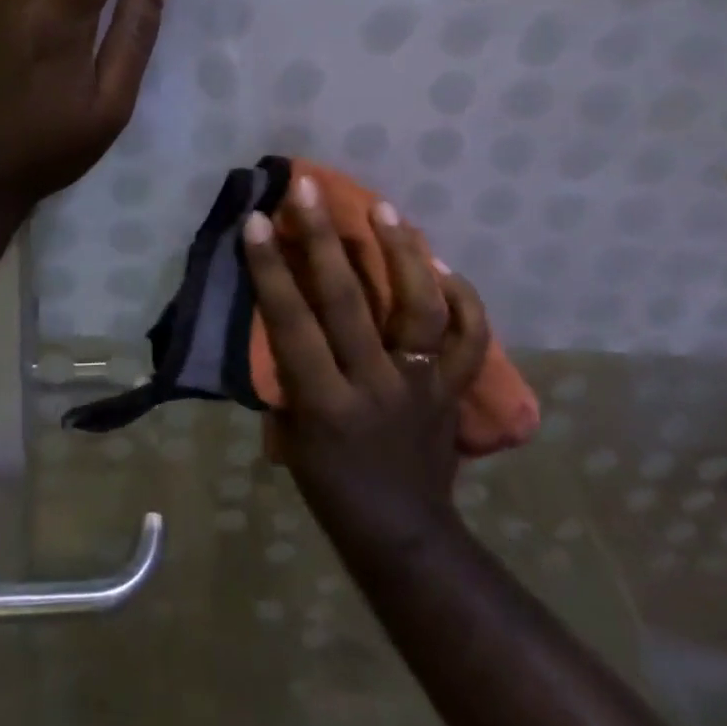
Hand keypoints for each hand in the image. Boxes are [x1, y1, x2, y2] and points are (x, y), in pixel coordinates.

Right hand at [242, 177, 491, 550]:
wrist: (403, 536)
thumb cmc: (330, 487)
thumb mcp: (291, 436)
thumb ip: (288, 373)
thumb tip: (281, 311)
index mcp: (326, 405)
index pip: (293, 324)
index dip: (271, 270)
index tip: (256, 220)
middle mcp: (376, 387)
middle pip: (349, 303)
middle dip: (322, 239)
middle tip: (309, 190)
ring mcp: (423, 387)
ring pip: (420, 309)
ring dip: (402, 254)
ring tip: (385, 208)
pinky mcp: (455, 392)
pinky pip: (470, 340)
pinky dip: (463, 300)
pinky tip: (443, 264)